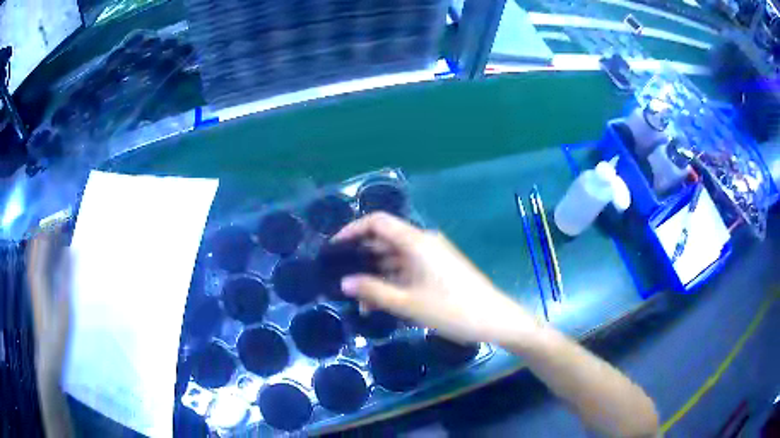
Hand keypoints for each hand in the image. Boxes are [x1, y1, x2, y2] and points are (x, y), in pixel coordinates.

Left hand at [26, 227, 74, 436]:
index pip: (44, 241)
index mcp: (40, 276)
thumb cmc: (57, 335)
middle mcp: (33, 274)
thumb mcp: (64, 308)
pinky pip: (37, 262)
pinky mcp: (35, 290)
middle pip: (37, 242)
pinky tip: (51, 257)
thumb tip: (71, 250)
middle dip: (48, 230)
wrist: (47, 357)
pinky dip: (43, 253)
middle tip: (64, 225)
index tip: (66, 219)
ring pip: (36, 251)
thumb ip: (66, 277)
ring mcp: (33, 282)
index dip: (53, 227)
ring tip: (59, 235)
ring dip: (45, 240)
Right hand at [335, 213, 541, 344]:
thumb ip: (373, 291)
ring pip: (395, 259)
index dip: (352, 230)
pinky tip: (380, 304)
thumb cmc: (451, 309)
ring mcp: (432, 257)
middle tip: (340, 277)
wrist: (495, 319)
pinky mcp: (438, 271)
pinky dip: (392, 283)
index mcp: (416, 242)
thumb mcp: (408, 304)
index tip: (334, 248)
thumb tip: (344, 282)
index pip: (377, 222)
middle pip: (384, 240)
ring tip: (358, 301)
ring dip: (376, 276)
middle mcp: (423, 243)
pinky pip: (408, 270)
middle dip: (361, 258)